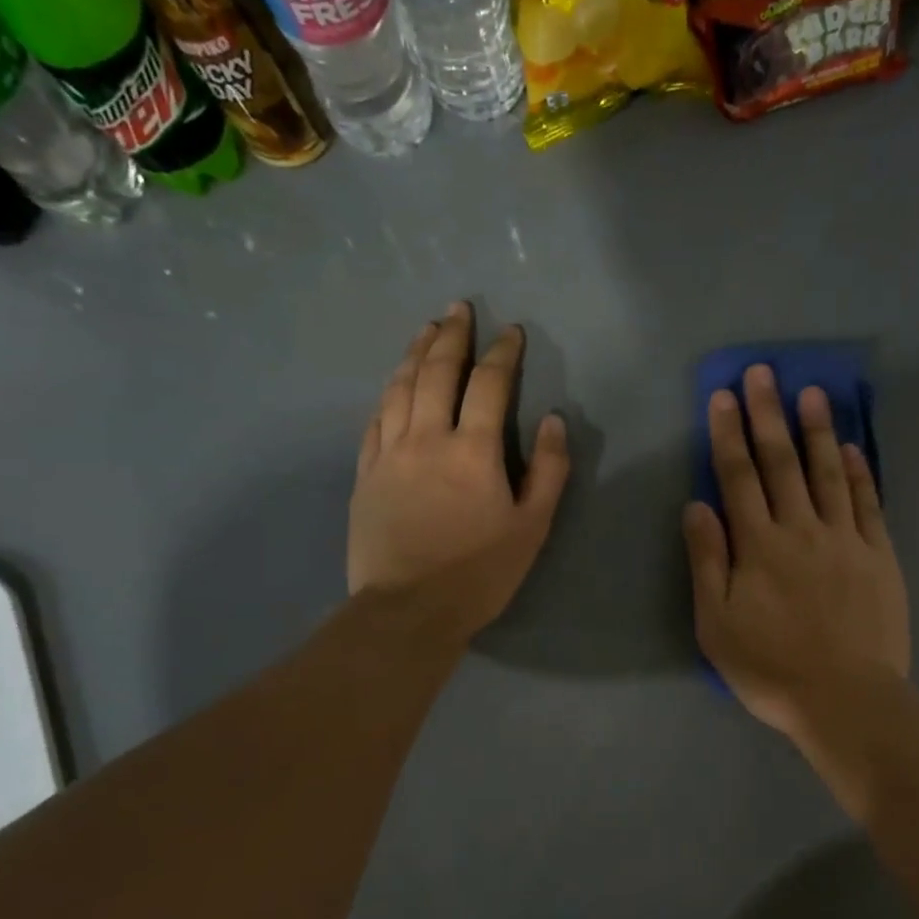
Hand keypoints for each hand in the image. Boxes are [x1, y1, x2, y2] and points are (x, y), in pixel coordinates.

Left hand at [348, 302, 568, 645]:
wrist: (408, 610)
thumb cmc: (480, 573)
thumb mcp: (532, 527)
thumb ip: (548, 470)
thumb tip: (553, 420)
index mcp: (473, 450)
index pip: (488, 384)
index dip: (502, 353)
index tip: (512, 332)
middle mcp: (427, 438)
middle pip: (436, 372)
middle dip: (452, 336)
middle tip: (459, 308)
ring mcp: (389, 454)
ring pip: (399, 388)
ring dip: (414, 353)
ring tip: (426, 330)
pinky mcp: (365, 474)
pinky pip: (375, 420)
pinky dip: (388, 393)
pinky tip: (393, 384)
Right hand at [683, 364, 910, 742]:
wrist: (846, 698)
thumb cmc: (771, 668)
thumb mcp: (717, 624)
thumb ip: (707, 561)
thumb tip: (696, 505)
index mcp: (758, 545)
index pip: (738, 476)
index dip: (728, 433)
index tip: (723, 396)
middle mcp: (801, 529)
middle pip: (781, 462)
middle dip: (768, 414)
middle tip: (762, 372)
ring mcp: (845, 539)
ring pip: (828, 472)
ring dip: (817, 430)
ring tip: (811, 392)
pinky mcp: (879, 556)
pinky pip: (868, 504)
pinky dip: (860, 473)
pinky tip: (853, 448)